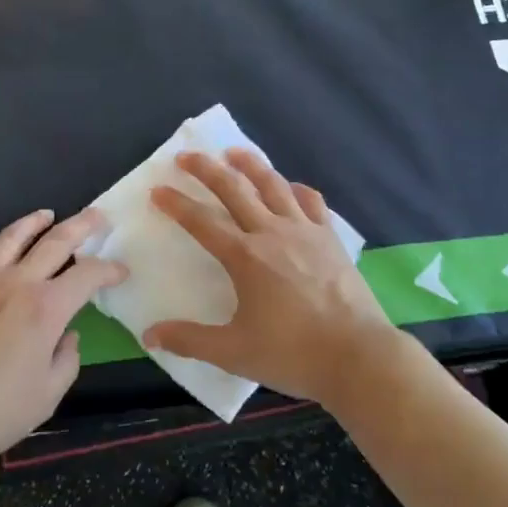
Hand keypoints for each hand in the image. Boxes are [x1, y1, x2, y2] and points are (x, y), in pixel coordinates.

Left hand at [0, 209, 123, 472]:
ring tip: (46, 215)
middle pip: (55, 241)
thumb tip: (66, 336)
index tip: (120, 271)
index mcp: (46, 308)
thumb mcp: (47, 397)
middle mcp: (16, 283)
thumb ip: (67, 360)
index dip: (108, 269)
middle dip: (81, 225)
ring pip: (11, 237)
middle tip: (96, 216)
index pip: (88, 274)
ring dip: (33, 222)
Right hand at [143, 151, 396, 410]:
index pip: (201, 222)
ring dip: (250, 164)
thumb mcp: (234, 352)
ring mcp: (304, 230)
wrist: (357, 355)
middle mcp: (271, 232)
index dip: (176, 204)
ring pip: (272, 184)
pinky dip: (295, 189)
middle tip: (187, 155)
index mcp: (244, 257)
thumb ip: (190, 340)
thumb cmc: (292, 354)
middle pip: (234, 189)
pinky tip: (290, 187)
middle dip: (206, 169)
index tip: (158, 190)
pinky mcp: (329, 237)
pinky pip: (310, 201)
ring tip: (234, 152)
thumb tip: (150, 336)